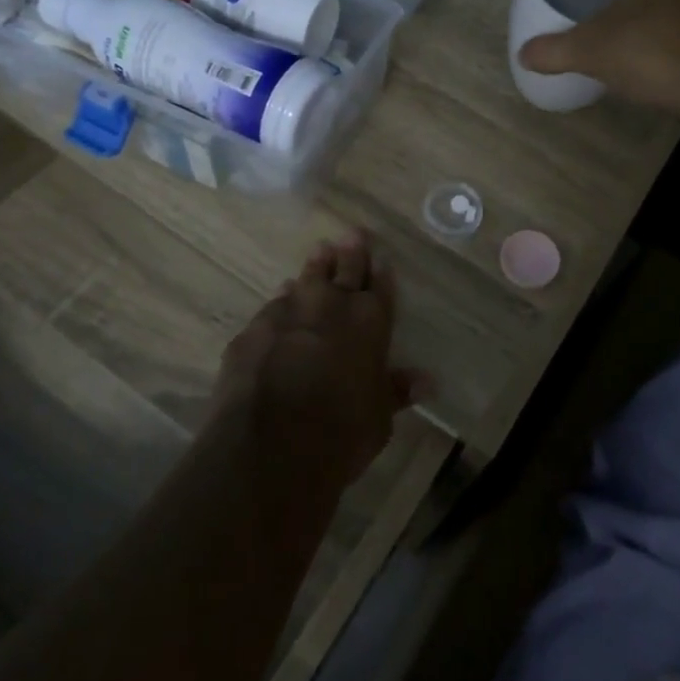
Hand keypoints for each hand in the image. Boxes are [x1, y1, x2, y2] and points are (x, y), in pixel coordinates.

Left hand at [213, 233, 418, 486]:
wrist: (269, 446)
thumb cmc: (340, 432)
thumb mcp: (378, 417)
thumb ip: (395, 391)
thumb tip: (426, 382)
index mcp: (369, 321)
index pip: (379, 286)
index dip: (380, 271)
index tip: (380, 256)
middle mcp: (330, 305)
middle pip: (344, 269)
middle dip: (350, 252)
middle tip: (352, 233)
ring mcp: (287, 312)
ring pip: (306, 279)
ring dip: (315, 268)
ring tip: (320, 253)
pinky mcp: (253, 330)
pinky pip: (274, 306)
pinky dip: (283, 301)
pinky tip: (282, 300)